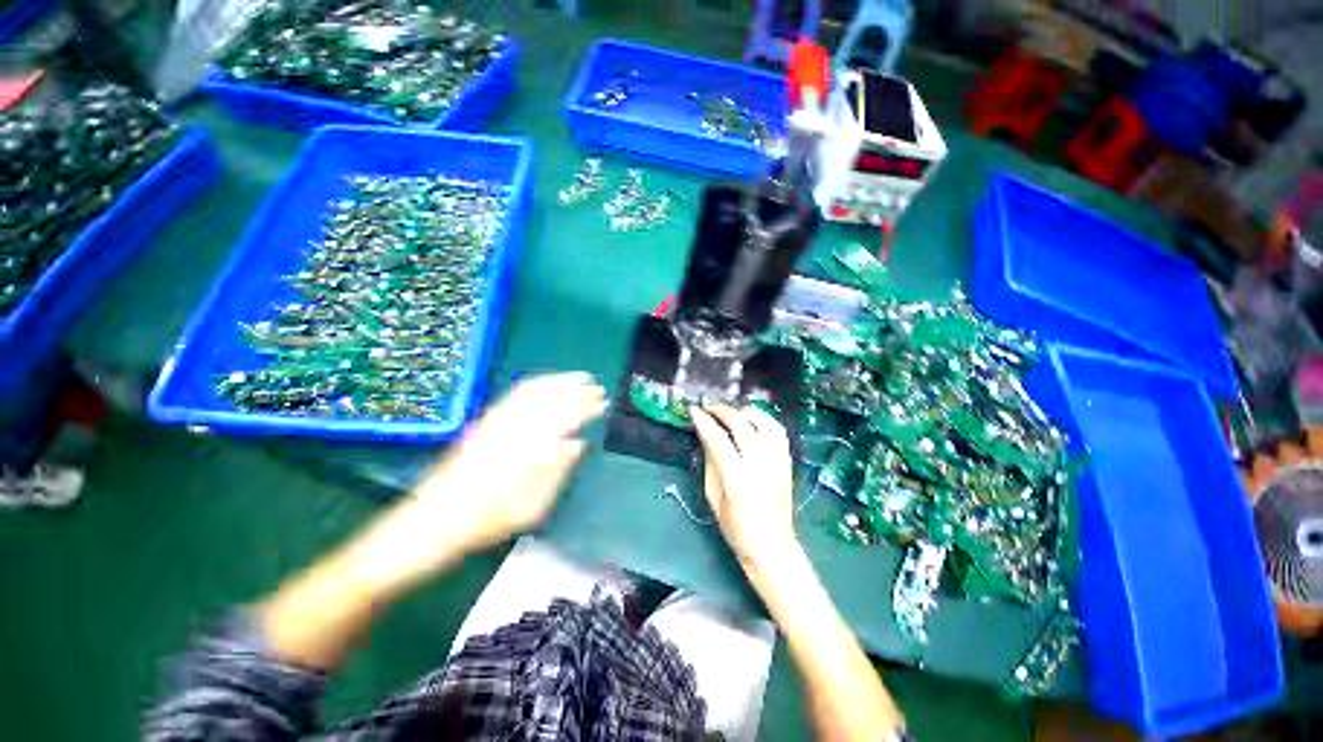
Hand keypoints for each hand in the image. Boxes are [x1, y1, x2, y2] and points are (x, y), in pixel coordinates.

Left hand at [353, 373, 606, 589]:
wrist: (433, 521)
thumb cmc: (486, 522)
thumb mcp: (530, 509)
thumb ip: (556, 472)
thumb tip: (577, 444)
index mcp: (530, 449)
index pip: (566, 418)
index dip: (587, 407)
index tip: (603, 402)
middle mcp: (514, 428)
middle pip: (552, 399)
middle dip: (577, 389)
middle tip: (597, 386)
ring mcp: (497, 421)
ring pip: (534, 390)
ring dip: (559, 381)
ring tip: (578, 378)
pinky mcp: (485, 421)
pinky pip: (515, 394)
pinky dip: (537, 384)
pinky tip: (547, 384)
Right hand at [691, 404, 797, 569]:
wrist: (772, 545)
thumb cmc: (736, 527)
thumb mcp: (713, 497)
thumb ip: (710, 463)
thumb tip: (707, 437)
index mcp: (737, 477)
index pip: (718, 439)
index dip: (704, 421)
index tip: (694, 410)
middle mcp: (759, 464)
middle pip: (741, 426)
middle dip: (722, 411)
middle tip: (709, 405)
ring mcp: (776, 461)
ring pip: (763, 423)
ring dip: (745, 411)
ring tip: (731, 410)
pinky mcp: (787, 462)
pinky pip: (778, 431)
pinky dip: (765, 420)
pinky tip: (754, 419)